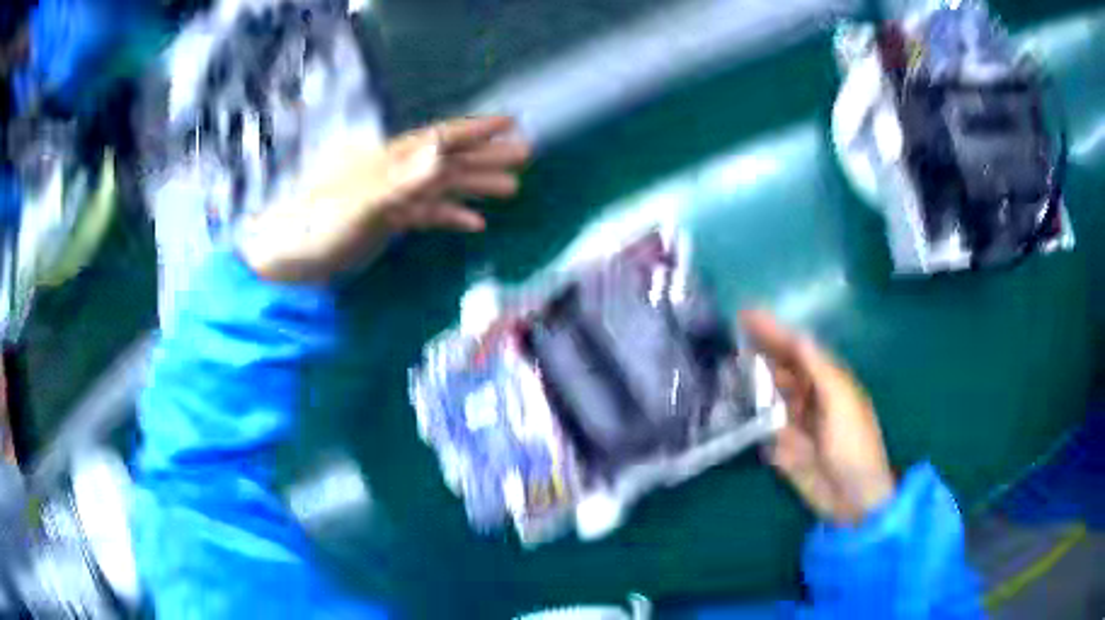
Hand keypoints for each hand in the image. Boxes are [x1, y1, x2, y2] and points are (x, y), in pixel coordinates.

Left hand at [238, 116, 529, 282]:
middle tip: (524, 155)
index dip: (476, 130)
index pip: (441, 139)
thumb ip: (401, 179)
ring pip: (443, 186)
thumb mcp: (360, 203)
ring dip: (475, 185)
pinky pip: (428, 214)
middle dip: (486, 156)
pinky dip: (451, 216)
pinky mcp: (387, 220)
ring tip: (511, 187)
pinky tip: (474, 224)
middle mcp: (396, 172)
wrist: (289, 257)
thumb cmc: (318, 227)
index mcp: (390, 161)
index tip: (510, 123)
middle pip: (449, 159)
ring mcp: (393, 197)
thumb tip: (442, 151)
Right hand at [741, 310, 894, 524]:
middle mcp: (810, 398)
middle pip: (780, 368)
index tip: (744, 315)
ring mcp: (795, 424)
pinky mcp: (783, 450)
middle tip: (726, 337)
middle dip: (757, 351)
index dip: (773, 331)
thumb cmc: (853, 444)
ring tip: (722, 367)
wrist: (853, 498)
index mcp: (827, 381)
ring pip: (768, 396)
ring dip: (749, 381)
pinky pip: (761, 428)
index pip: (797, 349)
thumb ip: (819, 369)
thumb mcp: (841, 401)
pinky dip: (747, 417)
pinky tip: (729, 407)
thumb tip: (798, 336)